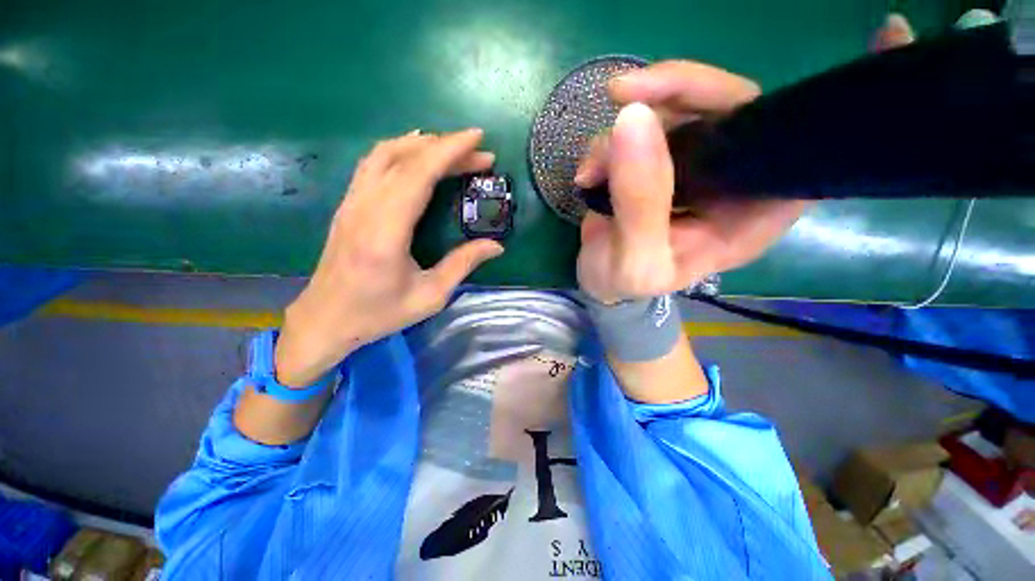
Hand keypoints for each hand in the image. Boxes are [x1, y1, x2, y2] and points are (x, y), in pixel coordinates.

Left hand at [275, 129, 502, 385]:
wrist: (325, 320)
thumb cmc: (378, 313)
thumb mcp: (430, 296)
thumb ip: (463, 265)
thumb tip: (496, 246)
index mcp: (386, 231)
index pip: (418, 173)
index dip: (450, 151)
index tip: (478, 140)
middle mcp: (365, 207)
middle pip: (405, 158)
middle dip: (446, 148)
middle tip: (479, 154)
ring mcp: (352, 203)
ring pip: (384, 153)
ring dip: (422, 145)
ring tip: (453, 150)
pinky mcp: (348, 205)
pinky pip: (373, 164)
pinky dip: (400, 151)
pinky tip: (416, 155)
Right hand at [574, 15, 914, 303]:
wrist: (603, 284)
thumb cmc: (627, 284)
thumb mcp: (635, 259)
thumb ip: (640, 203)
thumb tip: (633, 121)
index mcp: (752, 213)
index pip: (809, 150)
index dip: (834, 102)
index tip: (887, 34)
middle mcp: (734, 180)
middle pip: (733, 107)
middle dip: (678, 91)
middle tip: (626, 96)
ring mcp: (695, 166)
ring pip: (678, 111)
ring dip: (628, 126)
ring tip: (592, 169)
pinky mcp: (660, 161)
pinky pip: (643, 126)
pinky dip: (609, 143)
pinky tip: (588, 173)